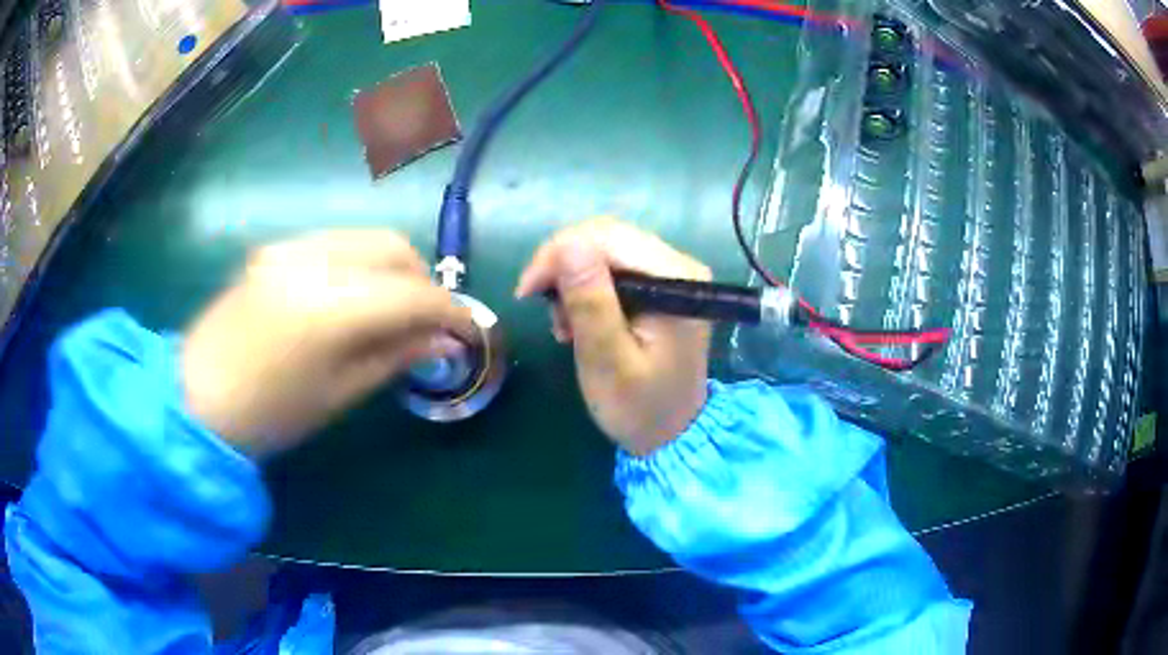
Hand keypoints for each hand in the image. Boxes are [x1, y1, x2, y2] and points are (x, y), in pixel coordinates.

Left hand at [181, 230, 472, 456]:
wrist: (196, 398)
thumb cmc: (269, 414)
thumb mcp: (339, 393)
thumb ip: (396, 357)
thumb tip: (447, 343)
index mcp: (329, 307)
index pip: (412, 295)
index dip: (451, 312)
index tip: (471, 333)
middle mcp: (312, 260)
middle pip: (394, 248)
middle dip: (424, 282)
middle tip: (432, 322)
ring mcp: (290, 247)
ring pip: (367, 239)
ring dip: (395, 269)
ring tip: (396, 310)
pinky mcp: (275, 249)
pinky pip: (336, 243)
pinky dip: (362, 264)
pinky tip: (356, 297)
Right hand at [515, 218, 711, 455]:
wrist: (672, 434)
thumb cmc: (639, 407)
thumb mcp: (608, 362)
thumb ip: (591, 303)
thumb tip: (568, 245)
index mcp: (676, 279)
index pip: (608, 237)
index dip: (558, 254)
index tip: (526, 291)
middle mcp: (679, 265)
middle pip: (607, 237)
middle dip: (563, 266)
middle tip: (541, 307)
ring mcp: (672, 273)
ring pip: (605, 249)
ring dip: (573, 280)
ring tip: (564, 326)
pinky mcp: (661, 285)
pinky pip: (613, 267)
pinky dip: (587, 289)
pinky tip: (580, 321)